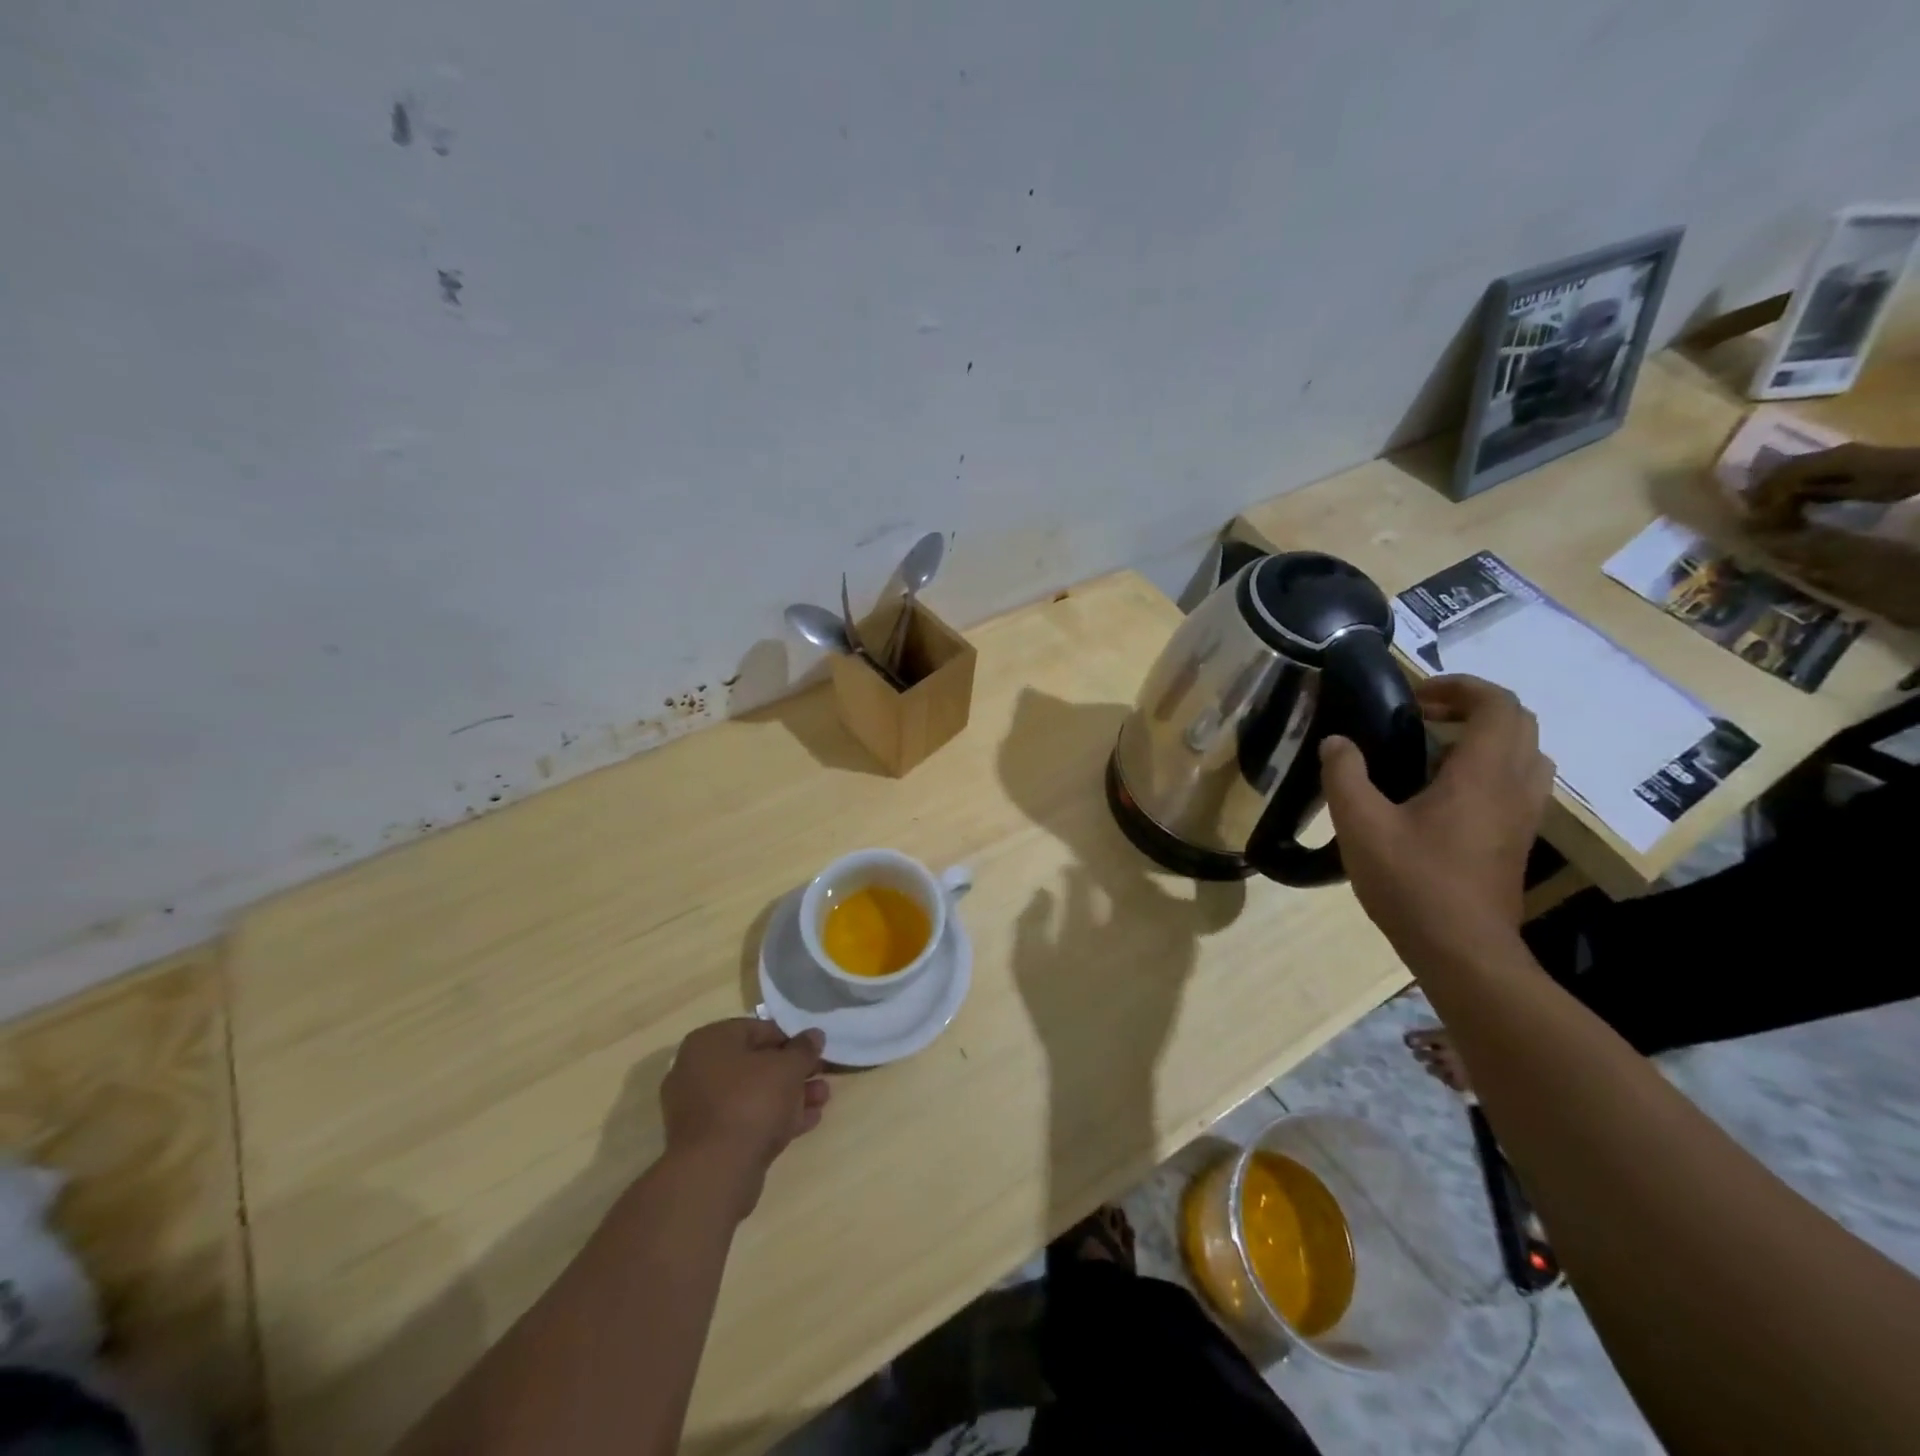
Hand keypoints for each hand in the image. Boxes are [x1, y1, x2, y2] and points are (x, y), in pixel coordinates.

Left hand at [660, 1019, 830, 1218]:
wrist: (715, 1172)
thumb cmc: (751, 1102)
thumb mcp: (788, 1067)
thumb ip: (804, 1048)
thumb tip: (814, 1035)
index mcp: (710, 1042)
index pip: (758, 1029)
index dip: (792, 1039)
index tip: (815, 1051)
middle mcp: (698, 1070)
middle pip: (756, 1064)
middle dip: (794, 1072)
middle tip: (822, 1076)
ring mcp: (700, 1108)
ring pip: (754, 1094)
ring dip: (790, 1096)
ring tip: (822, 1100)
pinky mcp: (708, 1141)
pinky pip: (746, 1120)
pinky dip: (774, 1118)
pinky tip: (807, 1122)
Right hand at [1320, 675, 1553, 960]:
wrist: (1462, 951)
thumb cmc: (1412, 882)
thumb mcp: (1361, 825)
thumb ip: (1345, 775)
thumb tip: (1336, 742)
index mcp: (1482, 774)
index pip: (1497, 705)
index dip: (1460, 686)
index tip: (1415, 695)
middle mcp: (1515, 787)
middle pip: (1519, 723)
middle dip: (1472, 707)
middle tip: (1422, 716)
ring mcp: (1524, 816)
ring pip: (1526, 754)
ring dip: (1486, 737)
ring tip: (1434, 749)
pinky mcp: (1518, 839)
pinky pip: (1518, 782)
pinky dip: (1489, 767)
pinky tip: (1442, 791)